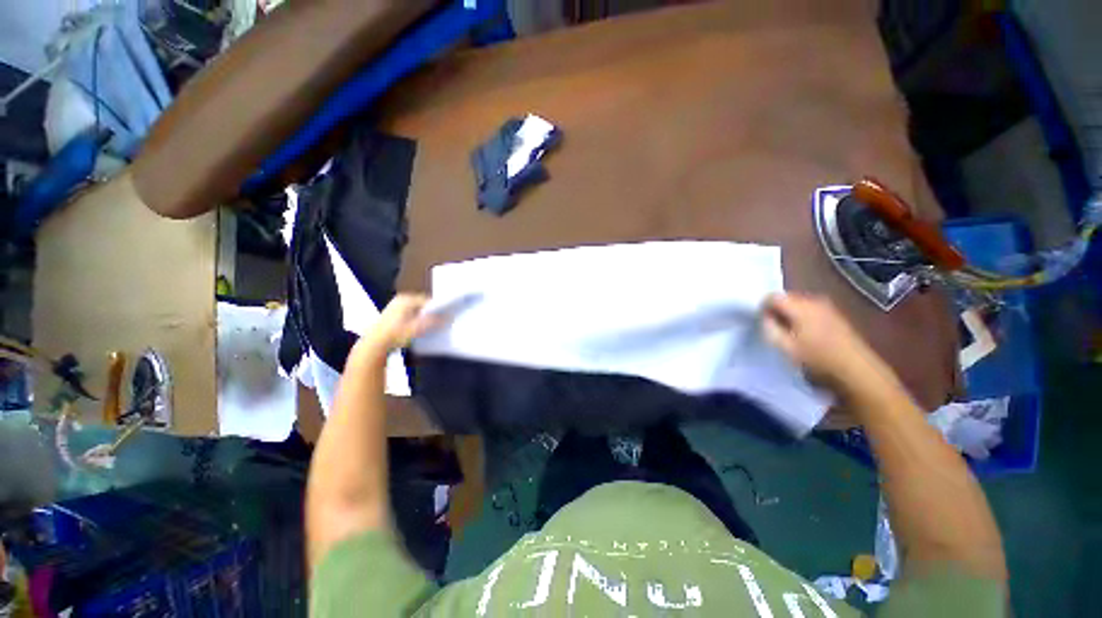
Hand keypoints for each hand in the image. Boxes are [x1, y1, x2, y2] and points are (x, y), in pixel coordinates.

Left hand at [357, 293, 440, 355]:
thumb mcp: (417, 328)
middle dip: (431, 314)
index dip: (438, 309)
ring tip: (430, 327)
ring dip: (424, 318)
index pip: (429, 301)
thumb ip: (433, 322)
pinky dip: (416, 320)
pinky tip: (418, 330)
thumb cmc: (395, 334)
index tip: (446, 317)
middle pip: (423, 305)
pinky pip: (410, 315)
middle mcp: (401, 299)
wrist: (375, 344)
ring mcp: (396, 306)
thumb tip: (448, 317)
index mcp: (407, 299)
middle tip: (440, 323)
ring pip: (417, 311)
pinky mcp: (393, 315)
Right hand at [762, 293, 892, 392]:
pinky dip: (802, 315)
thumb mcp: (785, 347)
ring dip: (789, 313)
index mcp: (800, 306)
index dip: (762, 307)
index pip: (772, 296)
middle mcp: (814, 300)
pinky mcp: (835, 313)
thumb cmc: (818, 358)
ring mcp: (827, 305)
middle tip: (773, 327)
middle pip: (786, 297)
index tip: (762, 322)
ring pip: (798, 302)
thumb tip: (765, 317)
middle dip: (777, 309)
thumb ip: (770, 328)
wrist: (856, 369)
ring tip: (789, 331)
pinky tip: (805, 332)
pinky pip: (810, 308)